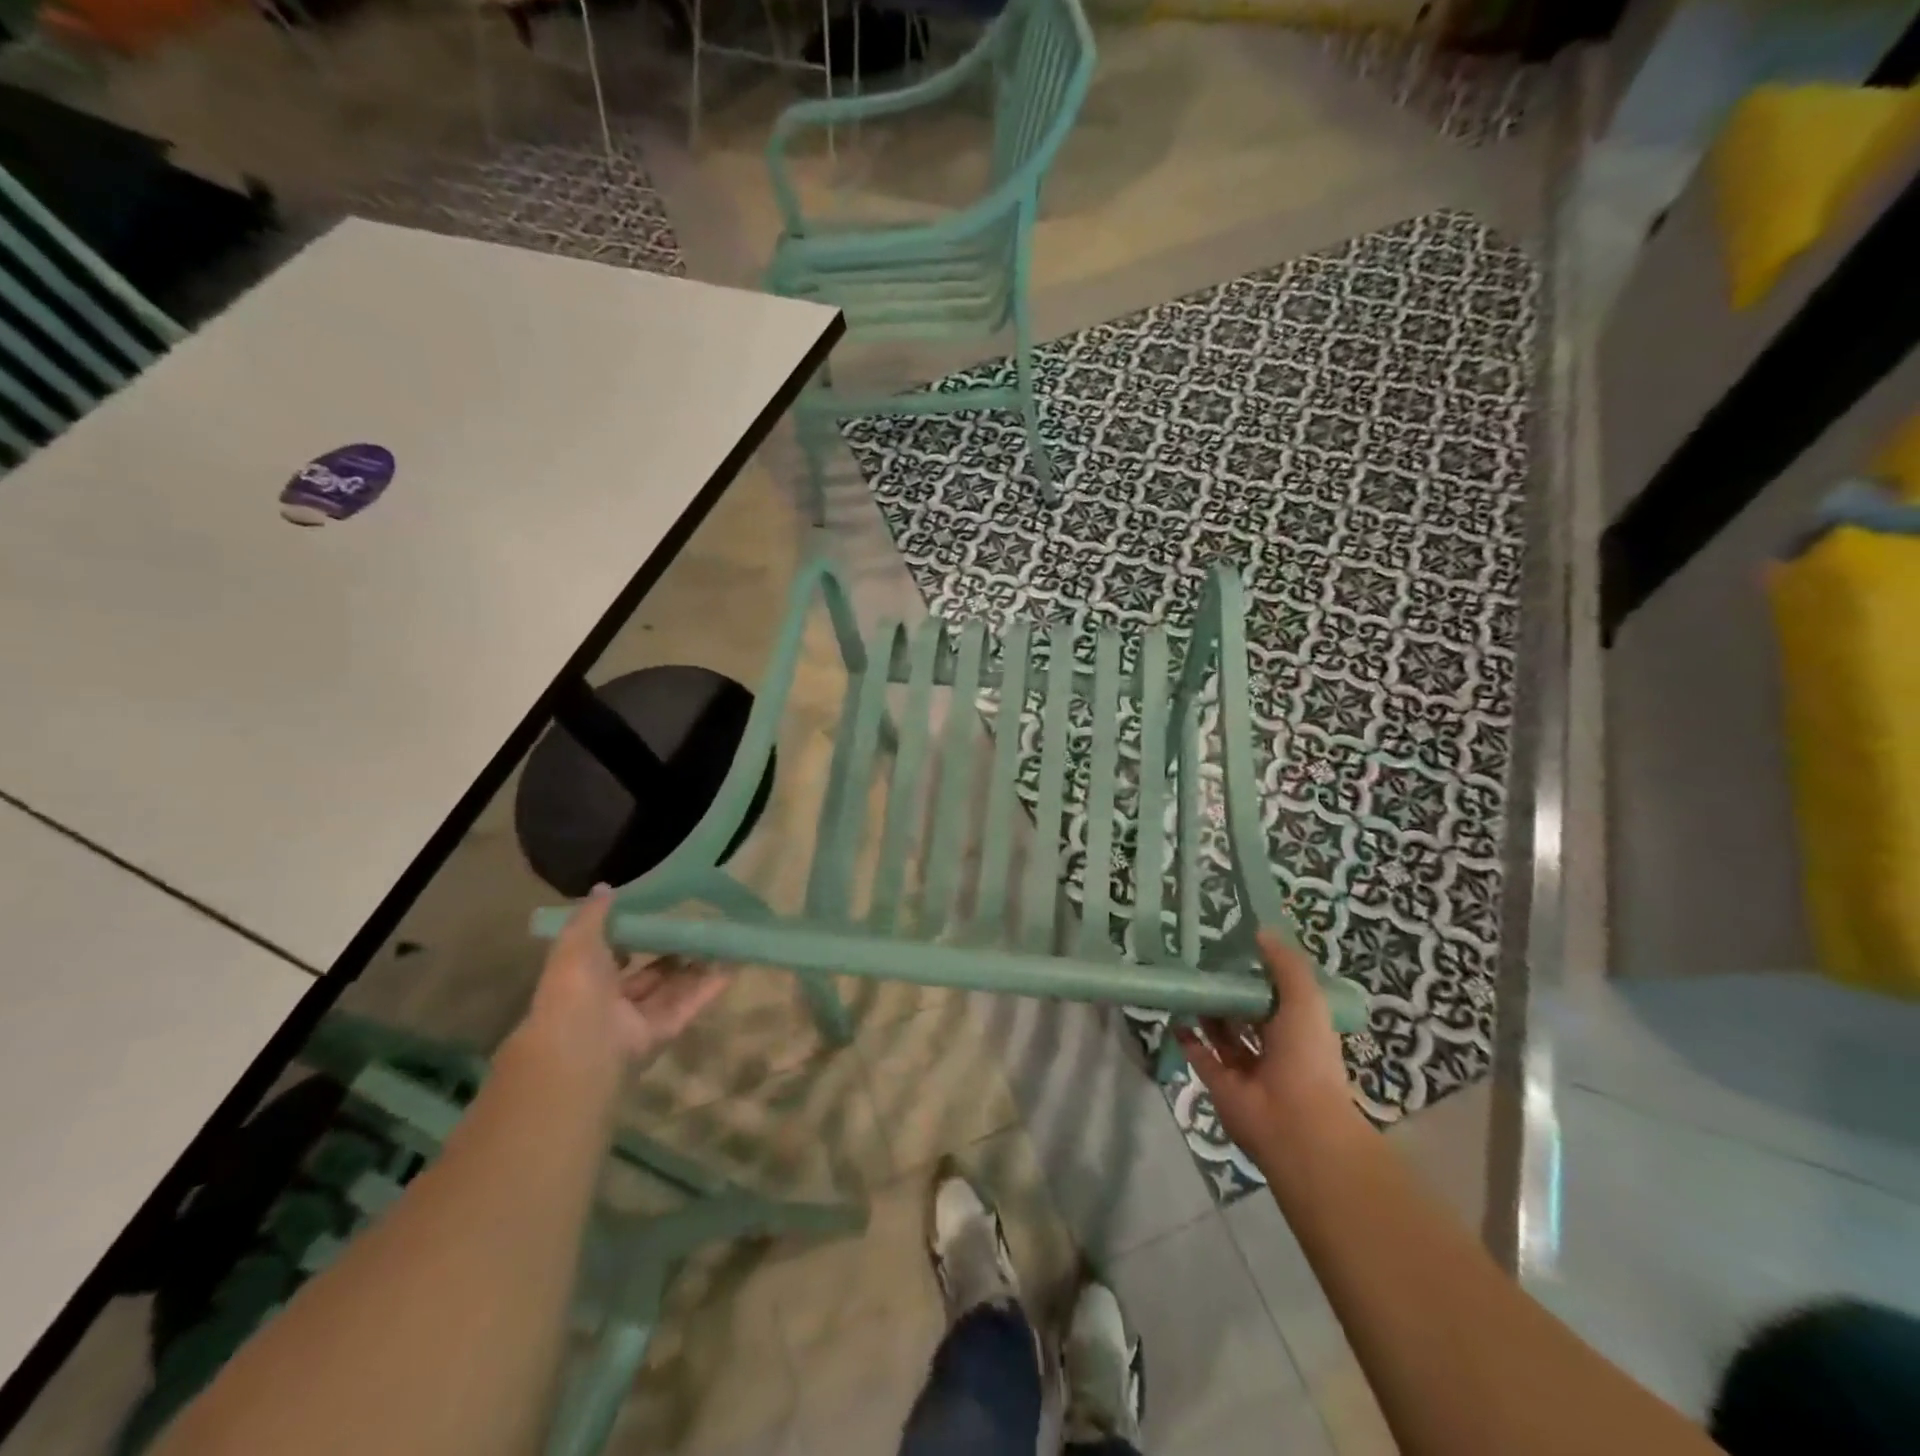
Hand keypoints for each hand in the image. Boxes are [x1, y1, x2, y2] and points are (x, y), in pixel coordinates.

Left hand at [525, 885, 729, 1065]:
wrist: (584, 1045)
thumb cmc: (575, 988)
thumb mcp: (577, 941)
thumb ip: (593, 915)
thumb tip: (605, 887)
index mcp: (585, 980)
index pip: (608, 958)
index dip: (627, 939)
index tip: (651, 916)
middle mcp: (611, 1002)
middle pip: (647, 975)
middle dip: (669, 955)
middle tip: (696, 929)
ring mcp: (639, 1019)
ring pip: (672, 989)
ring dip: (695, 968)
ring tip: (722, 941)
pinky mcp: (665, 1031)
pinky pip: (690, 1005)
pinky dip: (711, 987)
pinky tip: (733, 965)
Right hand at [1175, 928, 1362, 1172]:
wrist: (1295, 1122)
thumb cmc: (1306, 1056)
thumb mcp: (1305, 999)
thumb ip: (1285, 964)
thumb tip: (1260, 930)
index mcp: (1299, 1029)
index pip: (1277, 996)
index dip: (1259, 974)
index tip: (1235, 949)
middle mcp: (1274, 1048)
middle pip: (1247, 1015)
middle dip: (1230, 993)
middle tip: (1204, 964)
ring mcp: (1246, 1068)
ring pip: (1223, 1034)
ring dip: (1208, 1012)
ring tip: (1188, 984)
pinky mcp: (1220, 1084)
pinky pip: (1201, 1056)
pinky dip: (1188, 1038)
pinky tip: (1176, 1016)